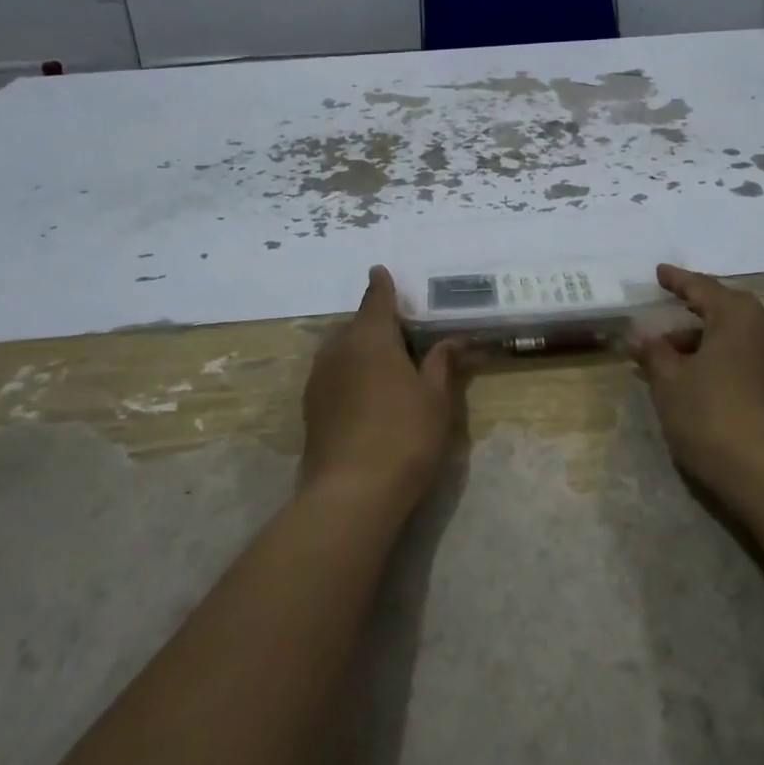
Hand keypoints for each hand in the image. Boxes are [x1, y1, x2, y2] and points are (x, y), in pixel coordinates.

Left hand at [300, 266, 463, 510]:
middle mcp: (339, 349)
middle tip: (402, 333)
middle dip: (375, 322)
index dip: (382, 285)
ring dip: (359, 348)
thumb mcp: (436, 398)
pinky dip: (349, 372)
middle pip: (356, 324)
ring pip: (341, 349)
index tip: (380, 271)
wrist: (350, 494)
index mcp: (371, 337)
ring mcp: (319, 379)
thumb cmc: (404, 436)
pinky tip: (365, 394)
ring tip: (385, 364)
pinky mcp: (310, 407)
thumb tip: (453, 340)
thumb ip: (442, 363)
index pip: (376, 299)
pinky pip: (333, 374)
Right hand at [627, 263, 763, 507]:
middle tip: (665, 315)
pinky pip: (750, 359)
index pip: (703, 288)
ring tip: (673, 357)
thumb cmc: (712, 416)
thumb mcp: (670, 382)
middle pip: (726, 310)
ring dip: (707, 340)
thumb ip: (653, 353)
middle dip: (693, 312)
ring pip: (739, 337)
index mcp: (740, 318)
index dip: (678, 280)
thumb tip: (638, 336)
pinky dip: (724, 359)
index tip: (659, 273)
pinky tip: (701, 380)